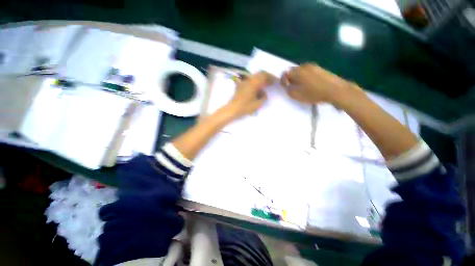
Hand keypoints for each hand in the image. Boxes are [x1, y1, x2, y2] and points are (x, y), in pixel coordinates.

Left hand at [224, 71, 274, 119]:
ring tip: (264, 86)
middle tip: (271, 83)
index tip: (275, 81)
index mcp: (253, 83)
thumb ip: (263, 97)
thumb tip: (263, 93)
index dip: (271, 77)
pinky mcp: (240, 86)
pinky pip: (250, 81)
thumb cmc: (245, 107)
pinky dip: (255, 83)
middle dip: (266, 77)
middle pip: (259, 74)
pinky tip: (256, 89)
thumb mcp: (257, 104)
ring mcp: (243, 82)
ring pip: (254, 77)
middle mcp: (248, 80)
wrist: (232, 109)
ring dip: (260, 80)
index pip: (264, 75)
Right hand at [281, 63, 357, 106]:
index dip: (283, 80)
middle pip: (293, 71)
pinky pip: (308, 72)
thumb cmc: (314, 93)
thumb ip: (288, 89)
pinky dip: (305, 77)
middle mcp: (305, 66)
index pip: (285, 73)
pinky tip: (309, 84)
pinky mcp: (321, 69)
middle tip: (291, 87)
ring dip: (298, 78)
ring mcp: (314, 67)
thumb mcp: (296, 95)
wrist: (335, 90)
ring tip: (300, 86)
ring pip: (301, 71)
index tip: (284, 87)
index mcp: (298, 72)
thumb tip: (286, 84)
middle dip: (290, 78)